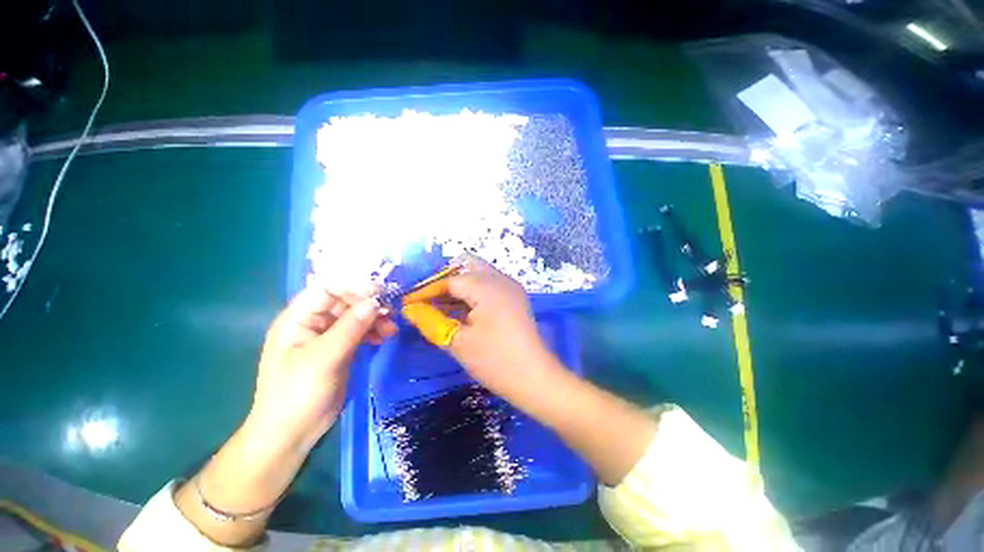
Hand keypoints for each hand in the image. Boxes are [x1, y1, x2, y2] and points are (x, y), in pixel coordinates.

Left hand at [249, 286, 394, 450]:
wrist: (292, 433)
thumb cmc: (297, 394)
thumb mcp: (323, 359)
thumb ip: (349, 328)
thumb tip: (375, 302)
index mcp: (298, 318)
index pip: (327, 289)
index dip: (353, 286)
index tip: (380, 292)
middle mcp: (313, 322)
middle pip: (345, 301)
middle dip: (368, 304)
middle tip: (391, 311)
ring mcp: (328, 336)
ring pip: (356, 316)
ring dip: (375, 318)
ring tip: (391, 328)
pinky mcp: (340, 349)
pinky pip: (360, 331)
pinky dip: (373, 331)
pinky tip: (384, 337)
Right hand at [402, 258, 555, 397]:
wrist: (535, 378)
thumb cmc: (495, 361)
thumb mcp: (458, 342)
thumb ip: (431, 321)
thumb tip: (410, 309)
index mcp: (487, 286)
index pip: (449, 279)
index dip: (427, 289)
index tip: (409, 302)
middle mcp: (500, 279)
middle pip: (466, 266)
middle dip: (444, 280)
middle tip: (427, 300)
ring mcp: (510, 287)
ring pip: (477, 274)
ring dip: (458, 286)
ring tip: (438, 306)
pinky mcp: (514, 298)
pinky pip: (488, 285)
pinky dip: (471, 293)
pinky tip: (458, 310)